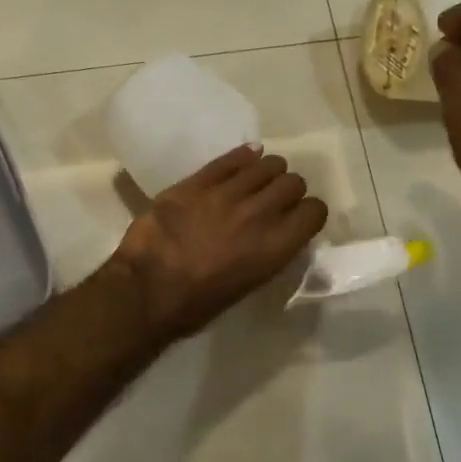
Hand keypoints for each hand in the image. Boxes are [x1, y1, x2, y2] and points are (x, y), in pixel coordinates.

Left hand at [110, 145, 328, 336]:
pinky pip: (229, 160)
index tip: (298, 218)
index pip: (314, 211)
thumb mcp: (248, 284)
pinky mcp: (196, 182)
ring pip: (265, 165)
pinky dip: (242, 157)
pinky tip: (245, 158)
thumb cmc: (197, 304)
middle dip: (288, 190)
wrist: (146, 291)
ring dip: (267, 172)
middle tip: (275, 200)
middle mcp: (259, 214)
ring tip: (257, 181)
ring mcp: (226, 194)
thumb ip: (269, 253)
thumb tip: (276, 233)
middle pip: (293, 182)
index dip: (308, 213)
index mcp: (275, 247)